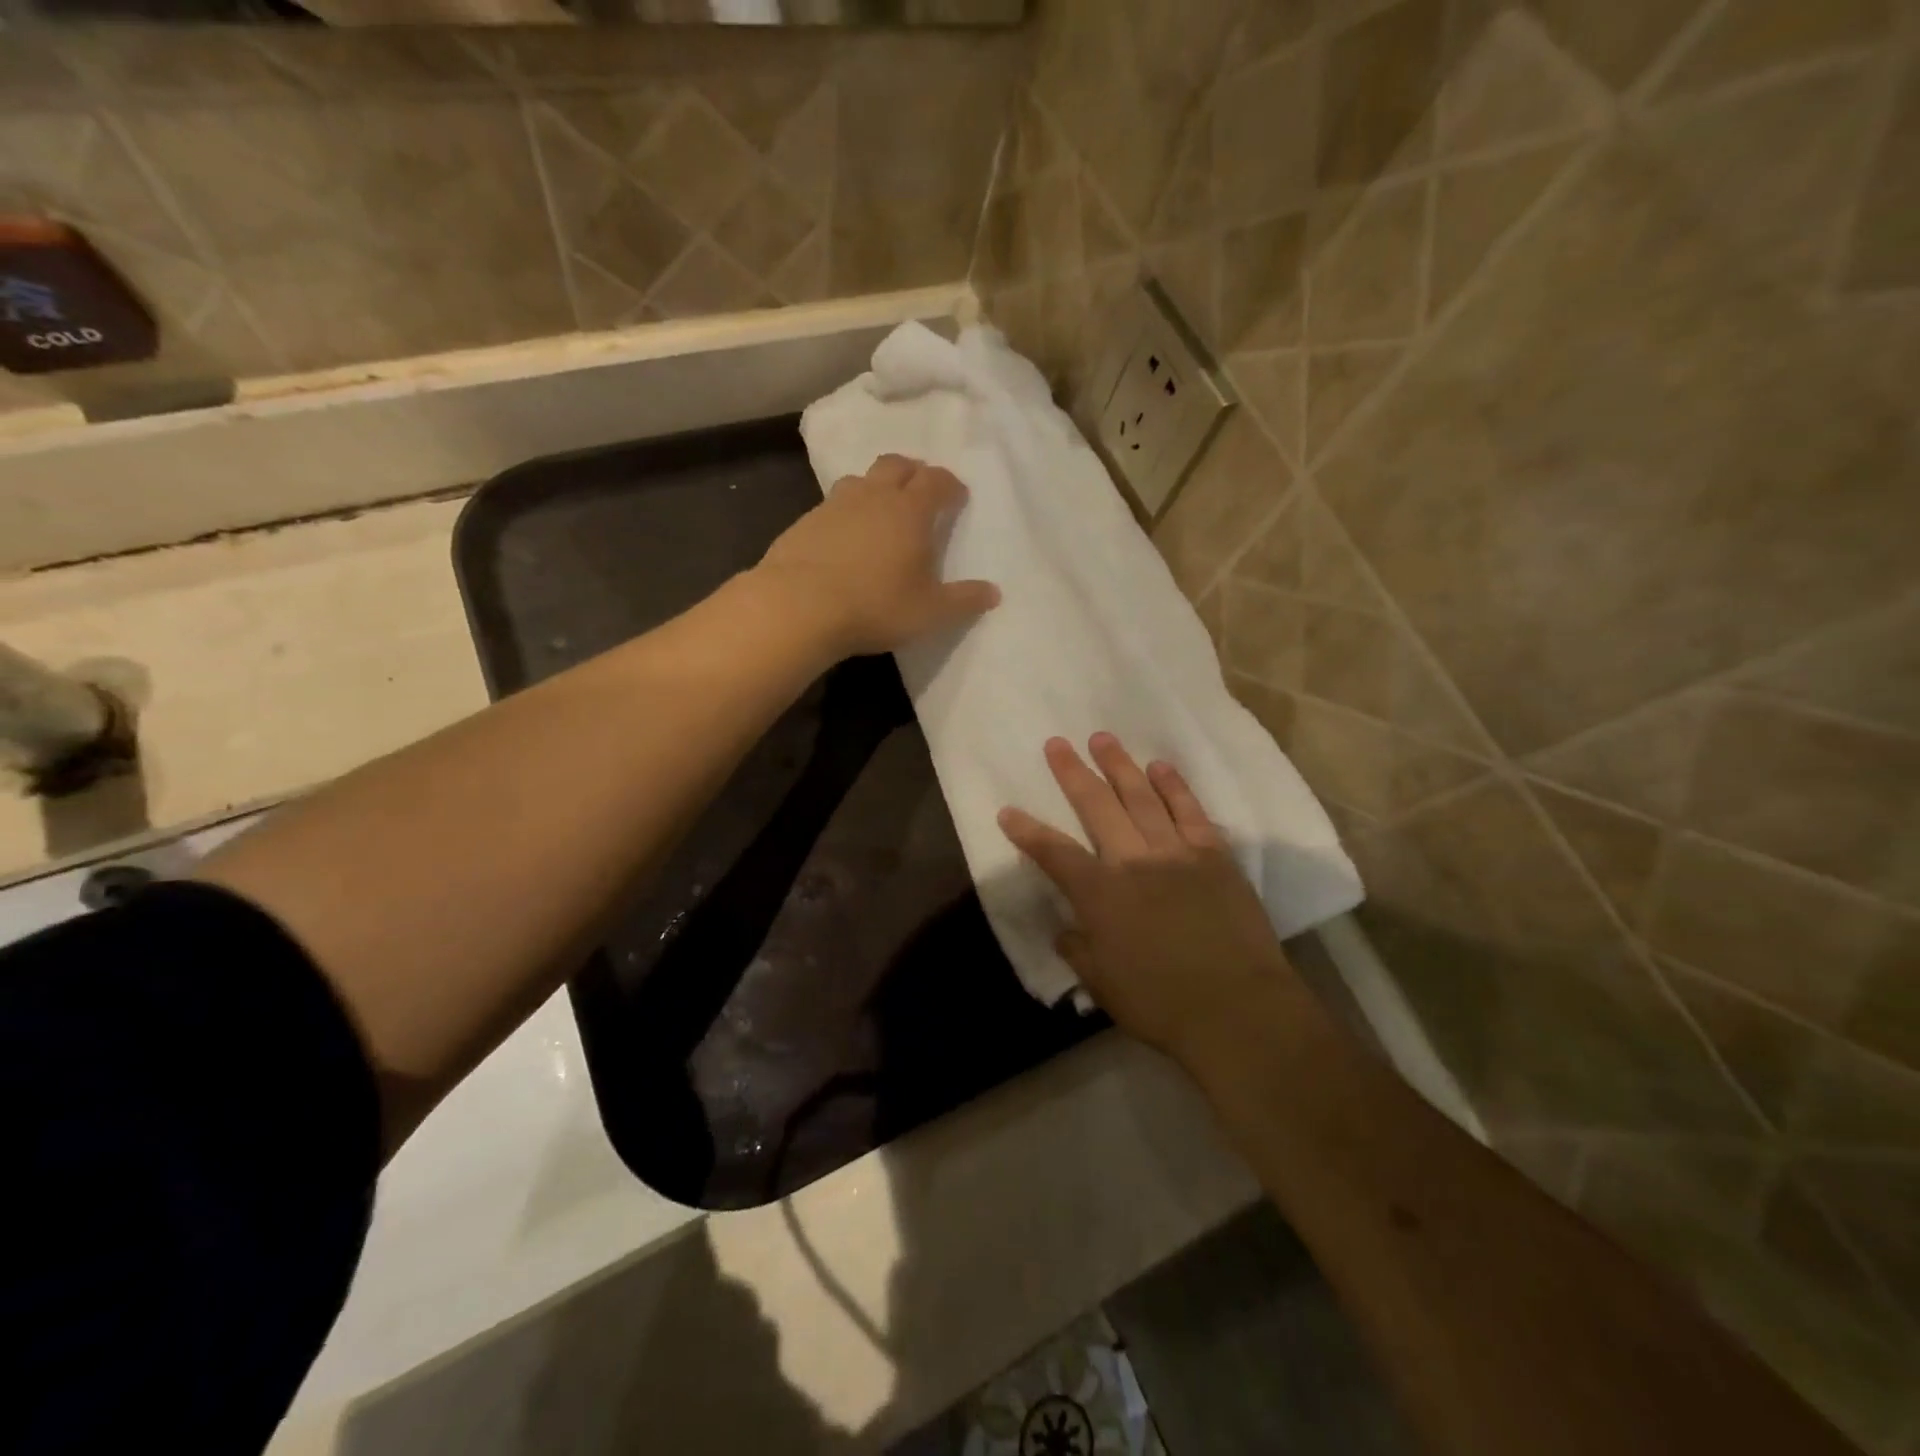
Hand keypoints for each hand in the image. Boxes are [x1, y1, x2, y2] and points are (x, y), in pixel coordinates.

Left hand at [756, 454, 1000, 657]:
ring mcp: (834, 505)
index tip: (957, 497)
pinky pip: (832, 505)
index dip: (950, 485)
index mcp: (910, 511)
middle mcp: (873, 496)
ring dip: (876, 487)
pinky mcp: (804, 522)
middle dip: (913, 472)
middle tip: (921, 490)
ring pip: (860, 480)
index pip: (936, 481)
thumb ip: (964, 600)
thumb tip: (994, 593)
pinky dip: (846, 511)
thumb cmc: (876, 605)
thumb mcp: (930, 612)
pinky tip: (844, 536)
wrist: (799, 607)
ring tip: (882, 509)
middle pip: (897, 465)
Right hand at [999, 734, 1301, 1060]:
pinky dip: (1174, 786)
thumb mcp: (1103, 984)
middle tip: (1057, 744)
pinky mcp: (1214, 855)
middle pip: (1096, 806)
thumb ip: (1078, 950)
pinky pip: (1190, 811)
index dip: (1027, 832)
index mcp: (1100, 894)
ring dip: (1120, 766)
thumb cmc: (1161, 1004)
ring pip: (1141, 797)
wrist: (1238, 1009)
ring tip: (1103, 739)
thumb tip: (1066, 929)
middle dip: (1072, 773)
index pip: (1054, 853)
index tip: (1008, 811)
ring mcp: (1176, 853)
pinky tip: (1160, 766)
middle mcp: (1133, 861)